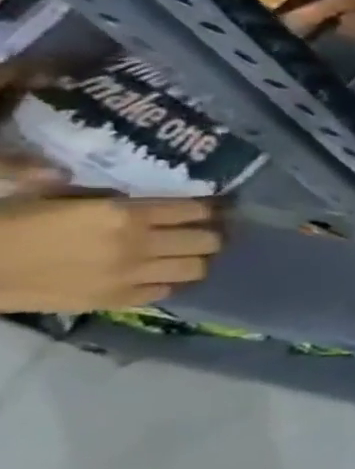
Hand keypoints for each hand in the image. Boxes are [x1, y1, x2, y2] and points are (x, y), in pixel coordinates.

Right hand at [0, 196, 222, 313]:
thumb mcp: (32, 192)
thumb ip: (62, 178)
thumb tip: (69, 168)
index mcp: (121, 215)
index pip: (193, 210)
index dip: (205, 208)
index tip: (206, 208)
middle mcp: (137, 245)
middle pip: (206, 241)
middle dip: (209, 234)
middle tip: (200, 232)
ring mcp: (128, 276)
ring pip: (196, 268)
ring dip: (195, 259)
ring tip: (184, 254)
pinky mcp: (113, 301)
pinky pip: (164, 291)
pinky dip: (167, 282)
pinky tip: (156, 274)